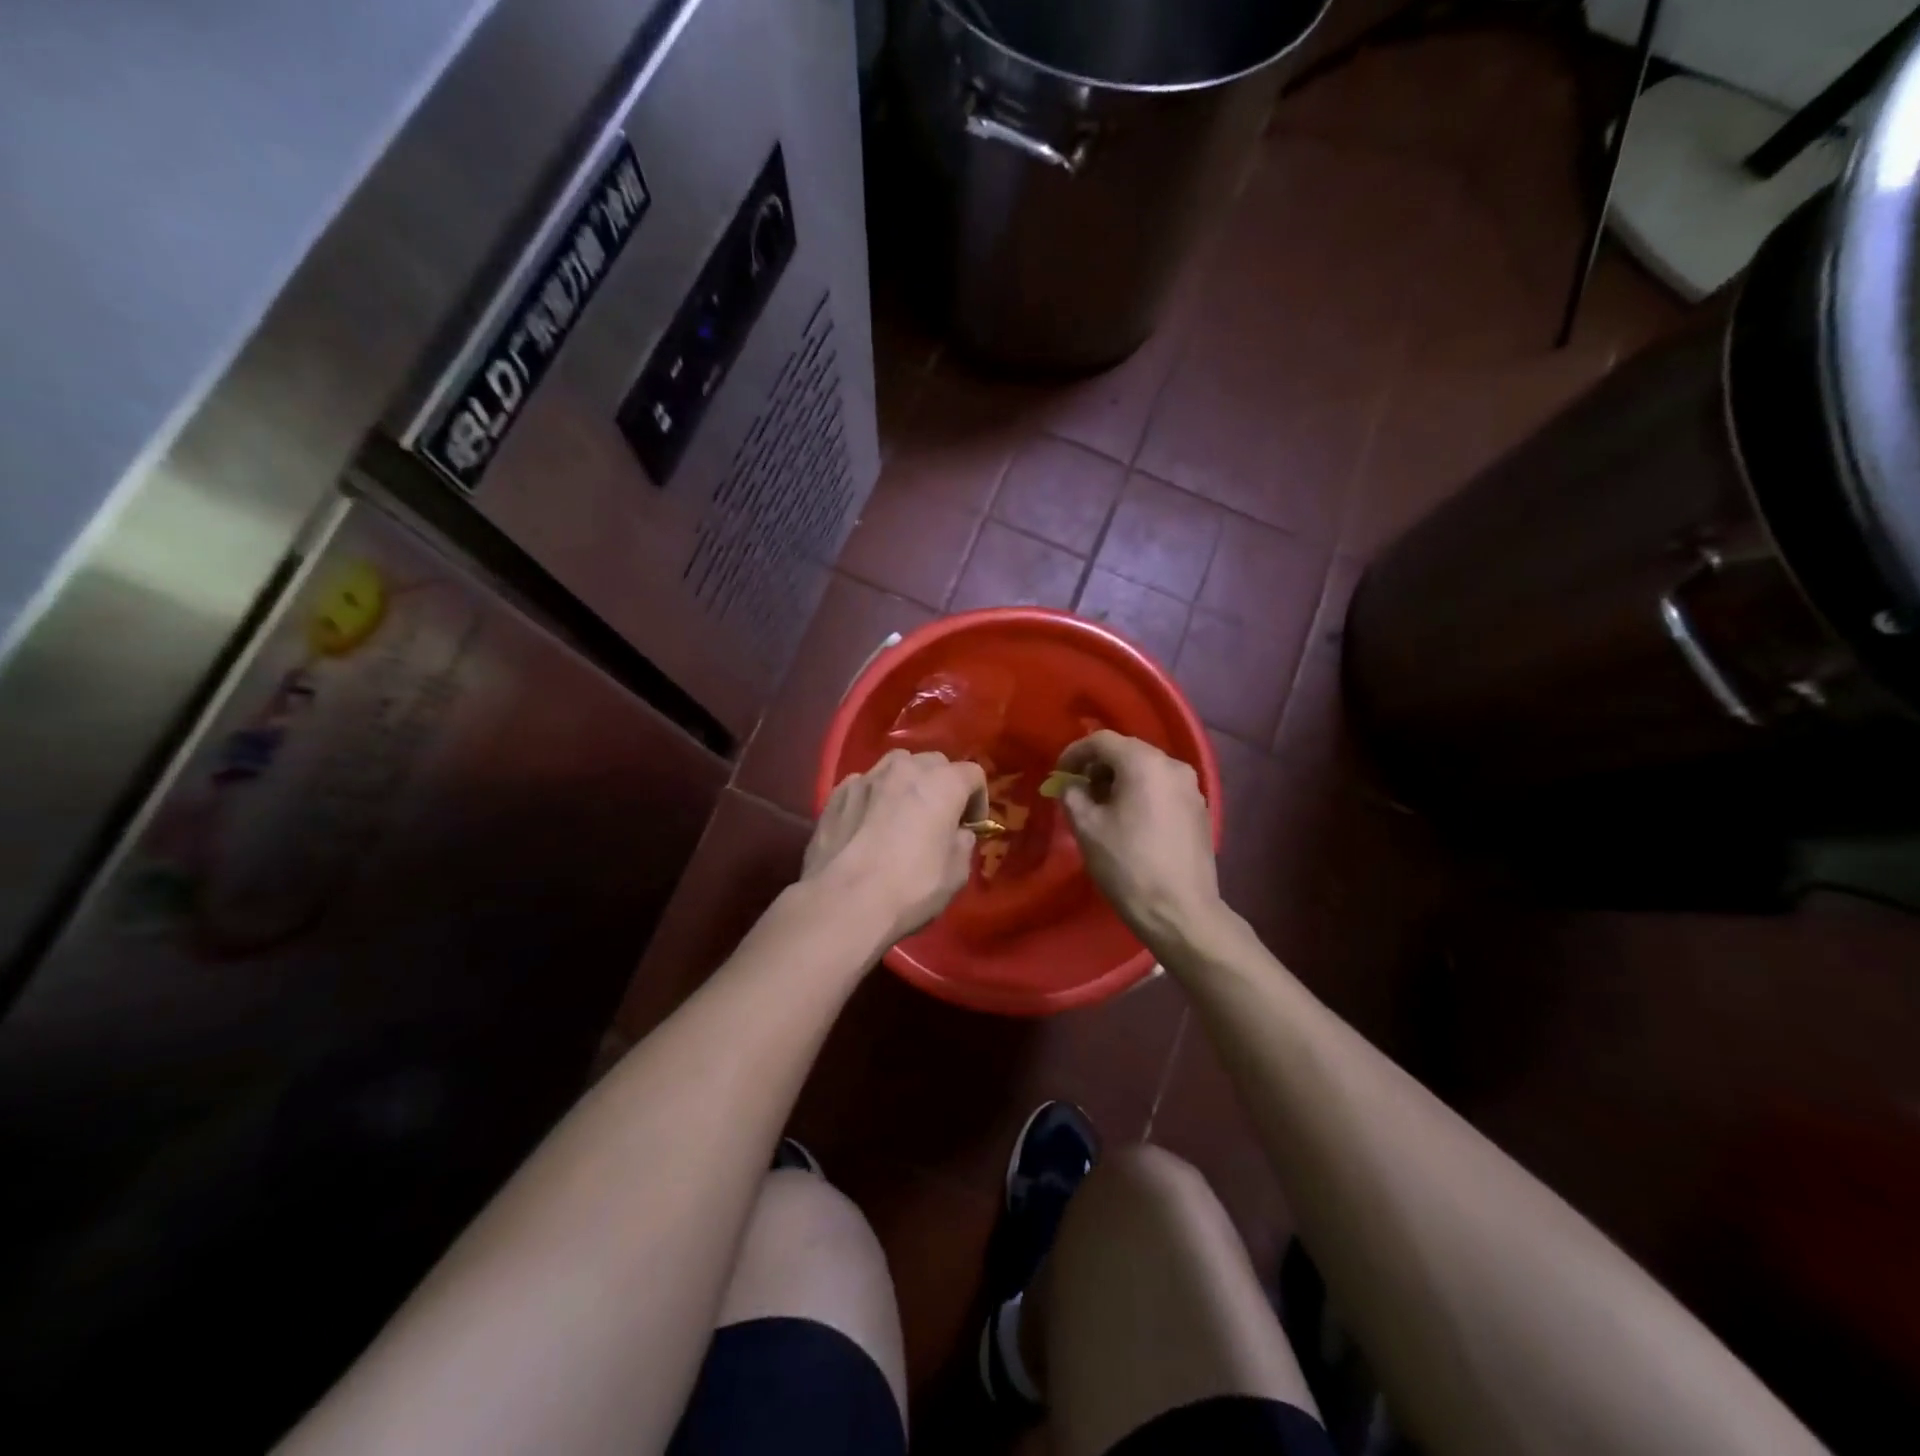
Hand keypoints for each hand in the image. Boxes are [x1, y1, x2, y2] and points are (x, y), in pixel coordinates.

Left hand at [804, 749, 988, 946]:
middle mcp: (905, 768)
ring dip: (906, 784)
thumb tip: (957, 833)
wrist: (843, 903)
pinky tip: (868, 824)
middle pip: (934, 763)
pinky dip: (874, 796)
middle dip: (941, 785)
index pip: (972, 774)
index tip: (970, 826)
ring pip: (896, 766)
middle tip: (938, 817)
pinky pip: (865, 784)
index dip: (977, 800)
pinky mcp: (837, 793)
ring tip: (901, 813)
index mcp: (942, 784)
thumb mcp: (956, 874)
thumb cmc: (910, 888)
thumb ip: (962, 843)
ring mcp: (866, 777)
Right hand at [1056, 731, 1223, 949]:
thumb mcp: (1087, 828)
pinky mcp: (1200, 810)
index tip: (1059, 774)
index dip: (1075, 753)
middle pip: (1128, 751)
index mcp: (1144, 763)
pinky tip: (1130, 821)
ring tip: (1102, 808)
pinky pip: (1163, 788)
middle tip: (1079, 791)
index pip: (1102, 740)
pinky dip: (1142, 793)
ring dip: (1120, 780)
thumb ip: (1072, 795)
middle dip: (1098, 766)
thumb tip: (1071, 784)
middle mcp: (1173, 765)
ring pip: (1147, 770)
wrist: (1180, 911)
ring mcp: (1192, 788)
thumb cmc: (1127, 865)